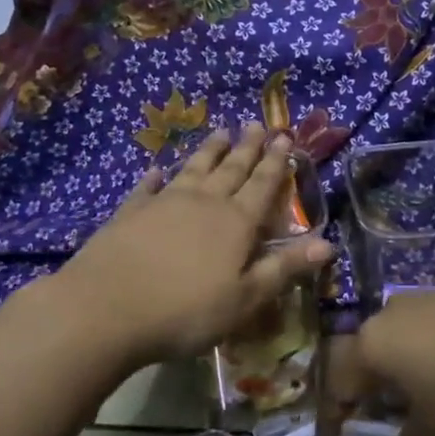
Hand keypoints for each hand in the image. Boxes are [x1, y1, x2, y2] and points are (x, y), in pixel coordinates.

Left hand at [54, 125, 332, 366]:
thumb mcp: (245, 299)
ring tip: (220, 132)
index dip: (276, 162)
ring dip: (209, 151)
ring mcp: (164, 203)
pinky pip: (148, 187)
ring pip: (193, 169)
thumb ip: (284, 269)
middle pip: (231, 169)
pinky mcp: (130, 212)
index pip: (263, 186)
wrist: (106, 308)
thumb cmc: (185, 311)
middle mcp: (204, 203)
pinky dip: (157, 177)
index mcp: (236, 223)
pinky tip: (158, 169)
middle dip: (247, 148)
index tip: (284, 137)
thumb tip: (328, 244)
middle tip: (256, 124)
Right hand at [318, 290, 434, 435]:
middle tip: (362, 416)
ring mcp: (424, 300)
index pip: (338, 384)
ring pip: (393, 338)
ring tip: (404, 397)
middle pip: (361, 354)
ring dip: (391, 368)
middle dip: (358, 388)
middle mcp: (389, 315)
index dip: (331, 417)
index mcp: (372, 345)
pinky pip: (422, 328)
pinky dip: (419, 352)